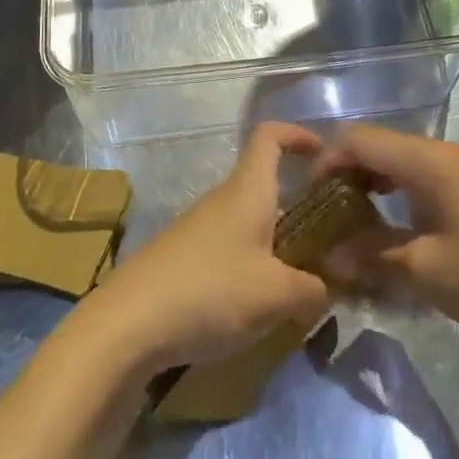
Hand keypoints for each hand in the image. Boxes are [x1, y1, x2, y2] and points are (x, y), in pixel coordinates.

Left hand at [78, 123, 332, 376]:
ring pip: (251, 223)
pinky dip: (254, 268)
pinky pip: (232, 250)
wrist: (128, 324)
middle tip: (331, 242)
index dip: (298, 134)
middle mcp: (223, 200)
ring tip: (302, 286)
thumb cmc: (209, 291)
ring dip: (279, 245)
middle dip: (301, 208)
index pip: (269, 136)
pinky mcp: (185, 259)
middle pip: (267, 187)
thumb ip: (313, 290)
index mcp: (247, 191)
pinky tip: (260, 308)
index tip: (324, 154)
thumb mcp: (275, 295)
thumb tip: (326, 289)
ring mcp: (200, 229)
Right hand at [316, 127, 458, 350]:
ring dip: (368, 188)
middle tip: (324, 217)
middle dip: (344, 176)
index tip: (307, 201)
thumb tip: (327, 258)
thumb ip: (370, 257)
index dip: (326, 163)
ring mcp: (458, 173)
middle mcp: (440, 155)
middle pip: (376, 147)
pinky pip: (416, 182)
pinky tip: (387, 230)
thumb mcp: (423, 271)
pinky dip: (392, 198)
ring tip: (349, 226)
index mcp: (427, 161)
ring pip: (396, 164)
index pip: (359, 140)